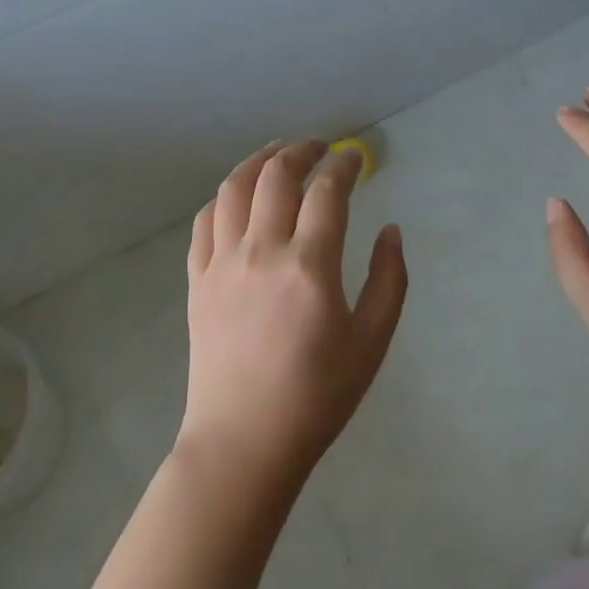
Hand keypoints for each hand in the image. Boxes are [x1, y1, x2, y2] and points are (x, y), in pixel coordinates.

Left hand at [177, 140, 407, 498]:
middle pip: (277, 176)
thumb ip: (389, 280)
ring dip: (258, 161)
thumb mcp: (371, 342)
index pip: (327, 192)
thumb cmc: (316, 396)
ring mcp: (222, 263)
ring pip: (234, 188)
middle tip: (318, 146)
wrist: (244, 442)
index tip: (354, 157)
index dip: (343, 165)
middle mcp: (262, 251)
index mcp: (309, 265)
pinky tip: (237, 196)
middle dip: (301, 150)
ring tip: (276, 153)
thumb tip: (391, 231)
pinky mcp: (197, 280)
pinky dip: (224, 197)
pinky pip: (205, 221)